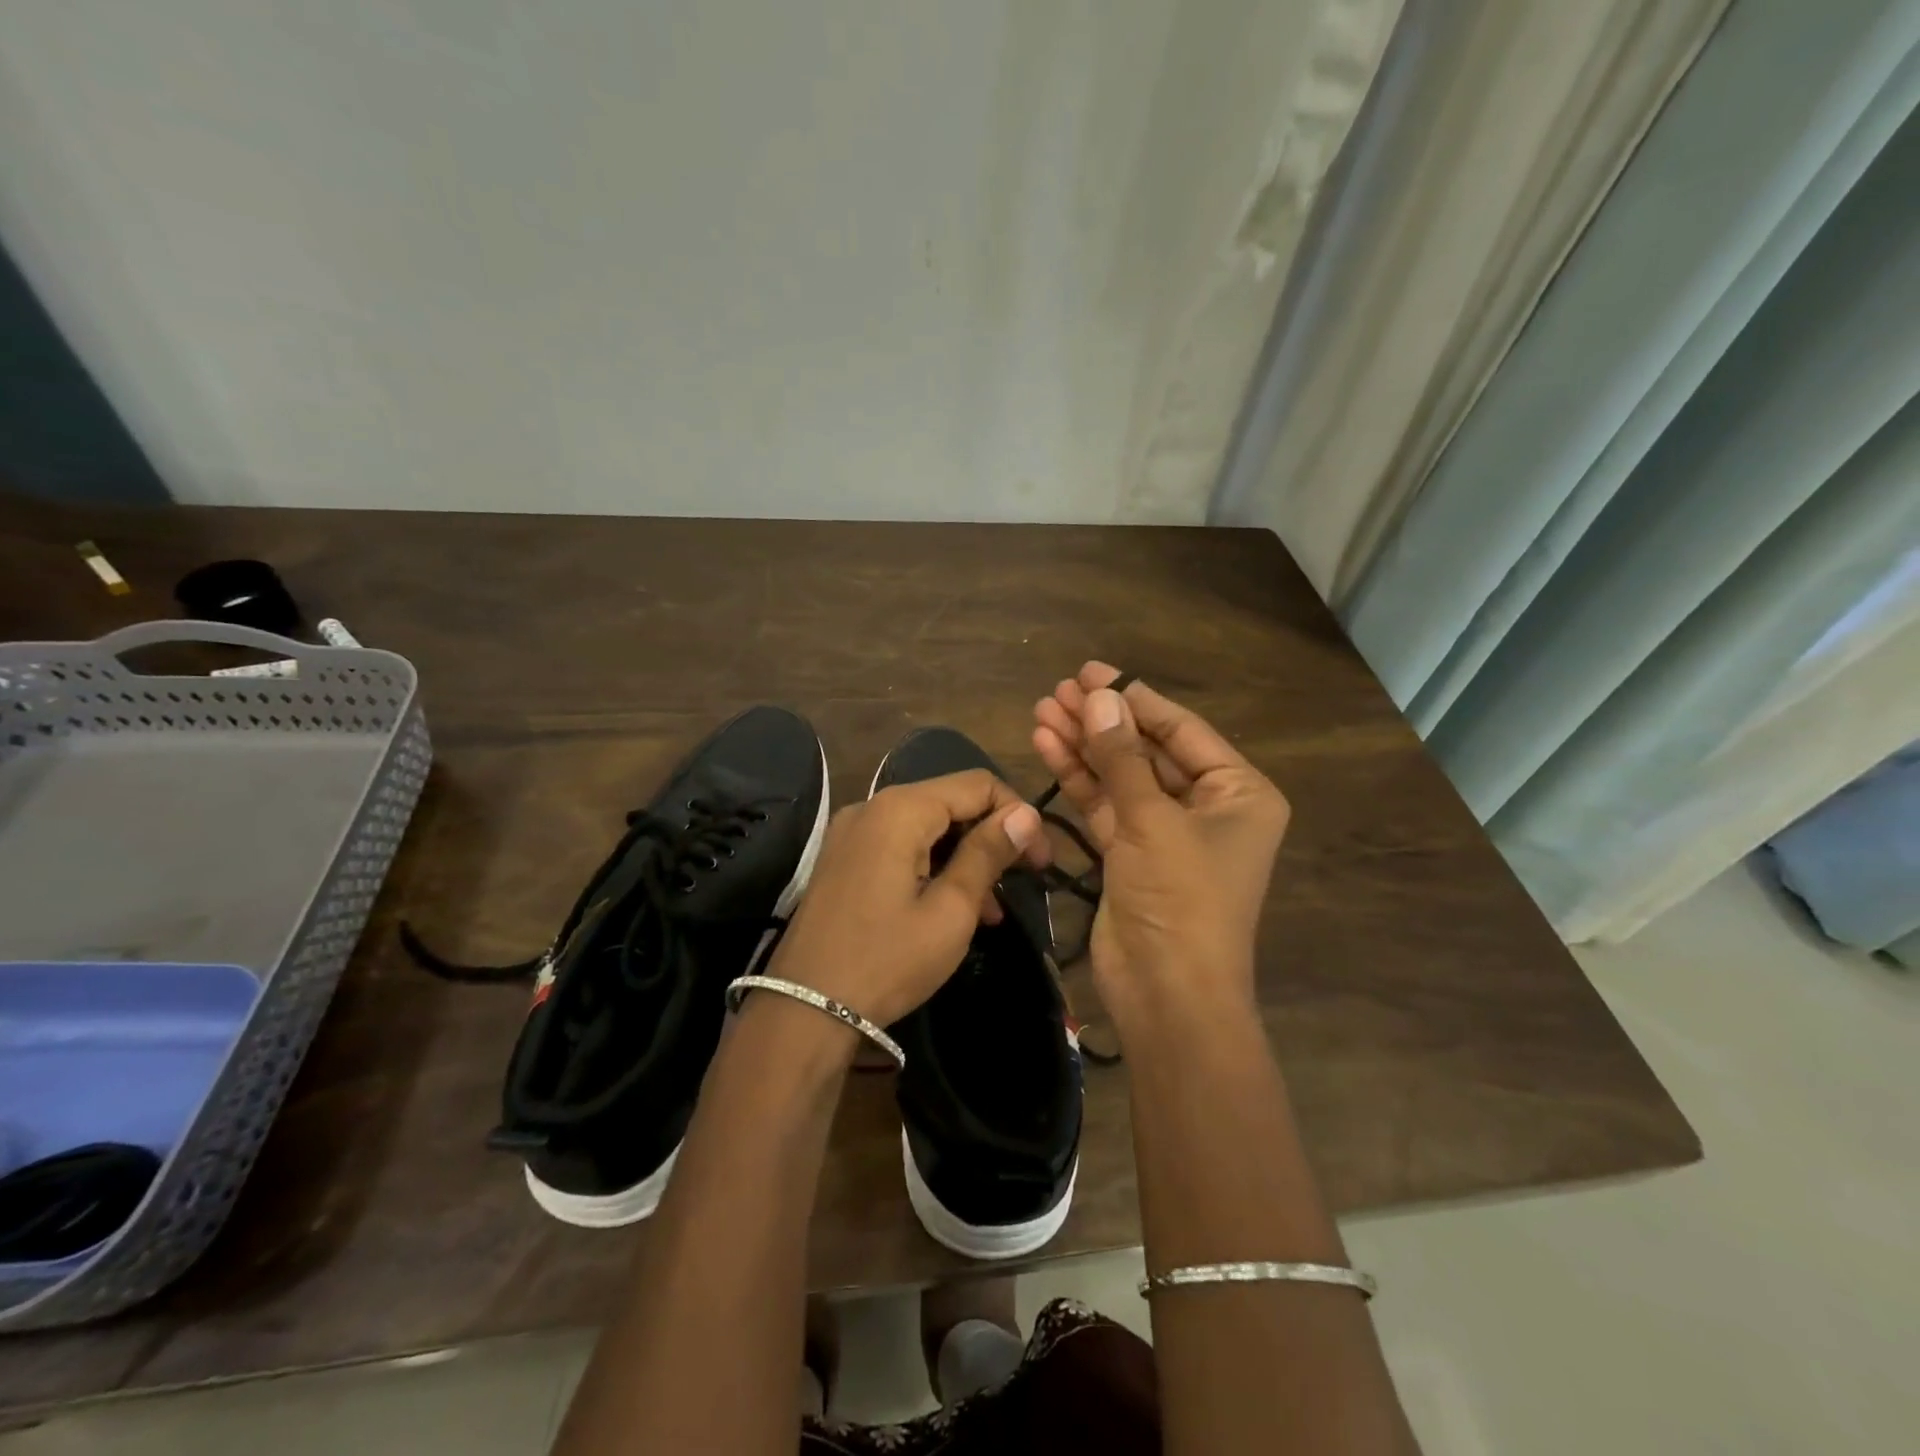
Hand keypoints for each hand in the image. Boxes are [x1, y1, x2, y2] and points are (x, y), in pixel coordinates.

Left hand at [766, 769, 1049, 1030]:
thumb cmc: (887, 960)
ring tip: (992, 908)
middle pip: (950, 801)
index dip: (1018, 815)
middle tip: (1023, 881)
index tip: (1041, 861)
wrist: (804, 1009)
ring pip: (927, 826)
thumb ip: (987, 854)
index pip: (978, 784)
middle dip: (991, 836)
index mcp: (900, 809)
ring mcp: (852, 832)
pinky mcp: (843, 858)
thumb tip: (1025, 813)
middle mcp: (872, 806)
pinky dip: (933, 865)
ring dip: (964, 856)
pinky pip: (900, 846)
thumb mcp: (950, 911)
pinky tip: (953, 905)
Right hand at [1032, 662, 1288, 1033]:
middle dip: (1101, 722)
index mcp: (1238, 792)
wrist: (1167, 993)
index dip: (1134, 697)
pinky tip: (1046, 747)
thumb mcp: (1152, 820)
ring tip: (1041, 711)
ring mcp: (1165, 832)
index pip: (1181, 729)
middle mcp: (1206, 807)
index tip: (1090, 671)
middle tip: (1057, 690)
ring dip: (1082, 746)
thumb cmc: (1181, 898)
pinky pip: (1104, 806)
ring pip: (1120, 777)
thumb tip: (1097, 696)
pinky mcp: (1131, 855)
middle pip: (1146, 750)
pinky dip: (1077, 780)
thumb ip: (1121, 756)